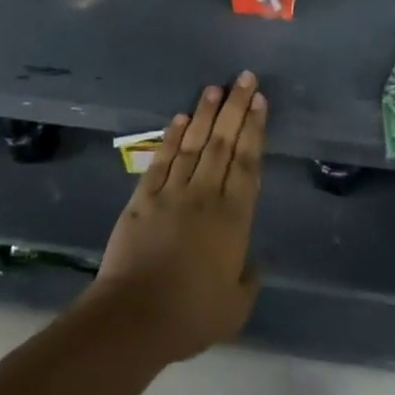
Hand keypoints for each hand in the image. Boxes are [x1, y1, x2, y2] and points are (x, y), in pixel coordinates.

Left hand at [88, 71, 265, 362]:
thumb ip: (248, 279)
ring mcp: (172, 193)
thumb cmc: (191, 315)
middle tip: (244, 78)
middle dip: (236, 108)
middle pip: (223, 143)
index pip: (248, 163)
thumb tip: (252, 261)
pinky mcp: (143, 198)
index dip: (255, 129)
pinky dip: (170, 137)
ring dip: (206, 114)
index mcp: (233, 218)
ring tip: (215, 88)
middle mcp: (206, 195)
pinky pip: (161, 160)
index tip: (260, 101)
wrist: (135, 317)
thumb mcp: (236, 307)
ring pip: (193, 144)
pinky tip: (180, 118)